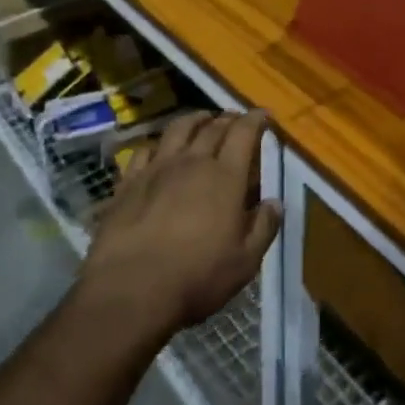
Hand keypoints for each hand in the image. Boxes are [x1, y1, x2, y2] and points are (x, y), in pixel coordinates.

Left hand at [78, 111, 280, 341]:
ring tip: (202, 119)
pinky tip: (159, 149)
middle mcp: (192, 162)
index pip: (244, 133)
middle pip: (212, 128)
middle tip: (236, 119)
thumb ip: (263, 227)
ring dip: (194, 120)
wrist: (131, 288)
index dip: (255, 120)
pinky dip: (158, 144)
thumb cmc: (197, 277)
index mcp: (225, 177)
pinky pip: (144, 151)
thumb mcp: (245, 261)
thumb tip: (275, 202)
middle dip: (228, 119)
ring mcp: (157, 169)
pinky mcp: (128, 182)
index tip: (264, 115)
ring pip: (178, 130)